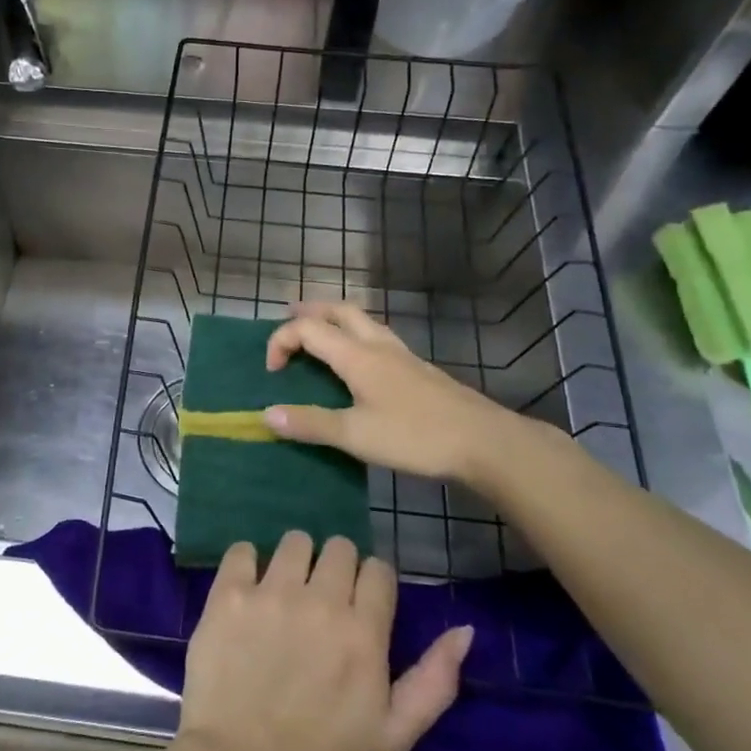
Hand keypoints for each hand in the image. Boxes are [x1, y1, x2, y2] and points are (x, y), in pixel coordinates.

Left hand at [171, 531, 471, 750]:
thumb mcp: (393, 736)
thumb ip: (434, 681)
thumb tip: (464, 630)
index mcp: (363, 633)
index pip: (378, 570)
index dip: (372, 584)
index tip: (360, 605)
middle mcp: (320, 601)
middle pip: (339, 547)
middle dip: (336, 567)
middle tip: (322, 600)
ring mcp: (271, 593)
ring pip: (295, 541)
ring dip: (295, 561)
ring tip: (285, 592)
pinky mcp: (229, 593)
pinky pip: (243, 550)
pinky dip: (247, 563)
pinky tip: (247, 590)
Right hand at [262, 300, 567, 498]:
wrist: (484, 441)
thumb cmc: (415, 436)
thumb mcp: (356, 436)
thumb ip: (310, 424)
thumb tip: (265, 415)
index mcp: (357, 355)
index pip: (307, 329)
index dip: (281, 341)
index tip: (272, 372)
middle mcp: (378, 345)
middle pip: (339, 310)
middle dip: (309, 312)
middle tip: (289, 323)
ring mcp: (402, 354)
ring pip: (362, 321)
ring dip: (334, 321)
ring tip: (320, 337)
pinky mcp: (418, 368)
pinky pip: (378, 338)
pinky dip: (356, 337)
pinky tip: (360, 364)